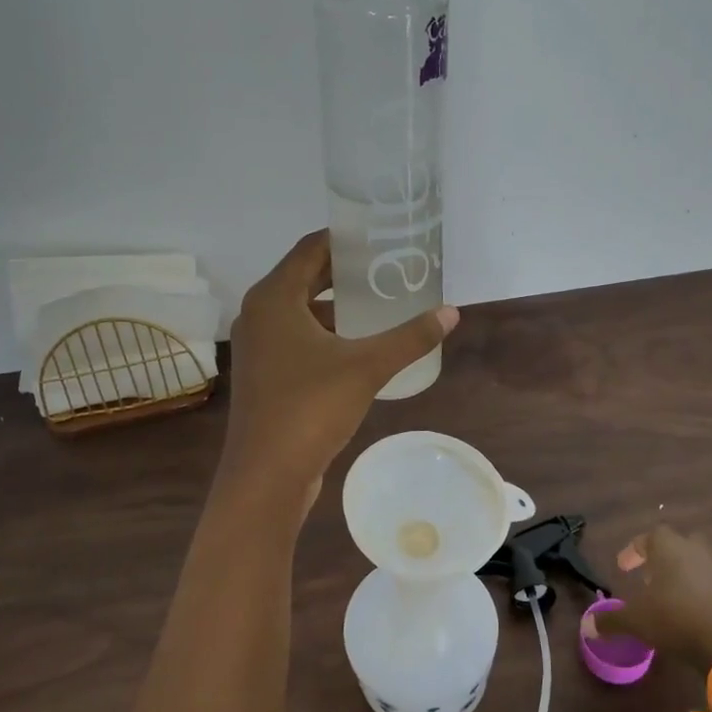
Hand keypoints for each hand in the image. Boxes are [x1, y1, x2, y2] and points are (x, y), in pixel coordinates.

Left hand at [220, 230, 457, 492]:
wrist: (266, 475)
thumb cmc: (310, 408)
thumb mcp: (367, 367)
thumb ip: (409, 337)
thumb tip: (451, 313)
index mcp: (274, 298)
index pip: (311, 248)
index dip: (345, 238)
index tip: (379, 235)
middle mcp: (259, 314)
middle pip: (305, 277)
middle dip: (345, 271)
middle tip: (388, 266)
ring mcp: (259, 346)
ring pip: (301, 310)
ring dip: (336, 304)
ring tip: (380, 301)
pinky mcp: (265, 373)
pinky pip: (297, 337)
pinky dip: (325, 331)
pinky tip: (359, 343)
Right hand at [587, 524, 711, 672]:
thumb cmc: (674, 619)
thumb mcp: (636, 621)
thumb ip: (611, 620)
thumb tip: (587, 626)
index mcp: (668, 548)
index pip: (648, 536)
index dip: (633, 550)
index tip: (623, 568)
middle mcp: (694, 551)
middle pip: (677, 543)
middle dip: (662, 556)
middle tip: (649, 577)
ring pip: (696, 561)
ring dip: (682, 573)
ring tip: (668, 597)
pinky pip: (711, 582)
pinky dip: (699, 591)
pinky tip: (690, 612)